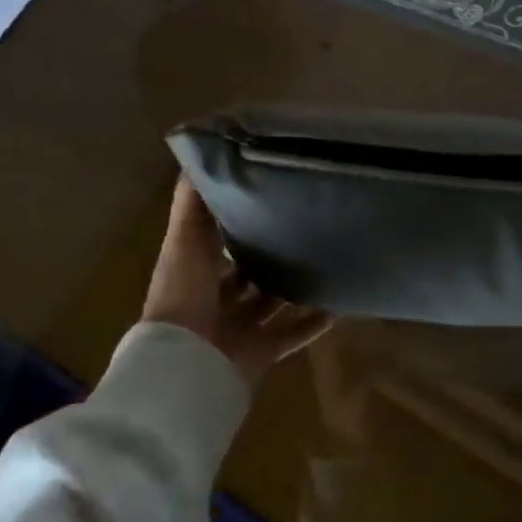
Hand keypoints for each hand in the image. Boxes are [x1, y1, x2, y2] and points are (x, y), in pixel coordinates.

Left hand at [140, 176, 332, 385]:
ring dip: (293, 288)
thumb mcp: (184, 240)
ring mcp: (239, 329)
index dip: (236, 222)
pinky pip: (292, 335)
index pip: (217, 244)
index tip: (265, 198)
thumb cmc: (184, 297)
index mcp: (195, 274)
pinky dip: (313, 323)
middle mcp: (216, 301)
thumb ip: (192, 204)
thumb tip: (199, 155)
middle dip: (268, 255)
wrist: (186, 366)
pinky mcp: (261, 352)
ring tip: (325, 261)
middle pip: (246, 275)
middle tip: (303, 227)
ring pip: (271, 304)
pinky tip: (338, 305)